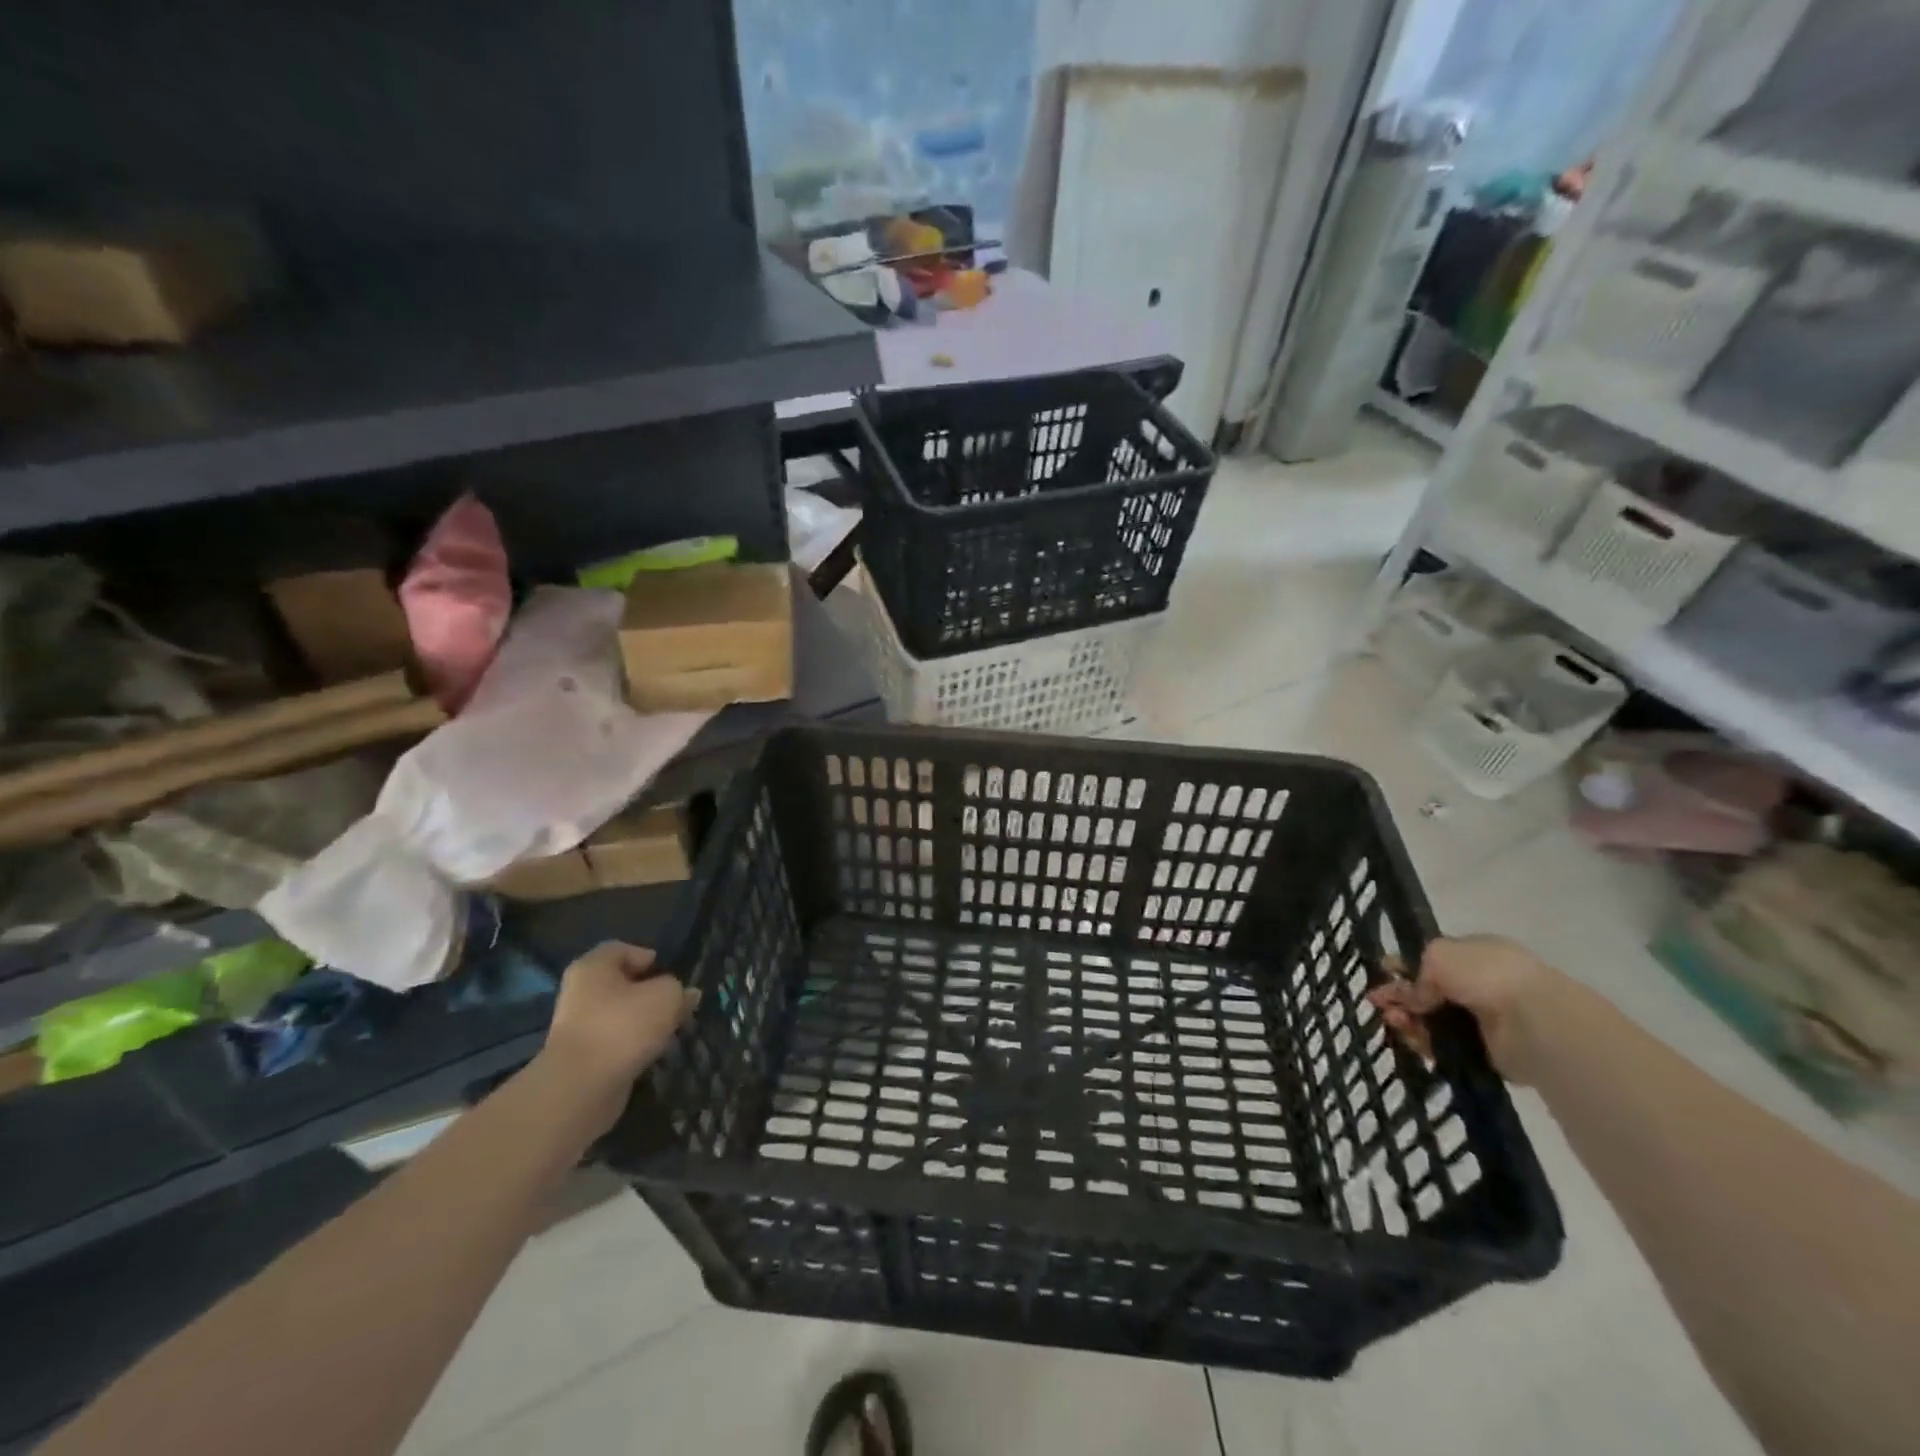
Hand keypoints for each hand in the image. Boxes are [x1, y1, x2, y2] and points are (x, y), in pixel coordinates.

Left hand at [535, 942, 698, 1131]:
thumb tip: (686, 994)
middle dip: (652, 993)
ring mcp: (579, 1027)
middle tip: (678, 1004)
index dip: (650, 958)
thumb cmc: (623, 1026)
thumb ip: (680, 990)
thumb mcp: (667, 996)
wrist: (581, 1088)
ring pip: (622, 1015)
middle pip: (623, 984)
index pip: (623, 949)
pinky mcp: (583, 1057)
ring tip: (671, 1031)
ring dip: (646, 1022)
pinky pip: (616, 1041)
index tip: (673, 975)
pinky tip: (653, 1053)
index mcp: (593, 967)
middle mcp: (580, 992)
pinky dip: (635, 1045)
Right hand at [1368, 935, 1566, 1083]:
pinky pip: (1446, 1045)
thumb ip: (1417, 972)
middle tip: (1378, 1003)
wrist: (1534, 1022)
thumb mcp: (1439, 954)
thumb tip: (1414, 997)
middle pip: (1429, 991)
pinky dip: (1426, 1042)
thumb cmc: (1486, 974)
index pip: (1433, 958)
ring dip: (1409, 1019)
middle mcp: (1480, 984)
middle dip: (1401, 996)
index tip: (1383, 973)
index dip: (1405, 965)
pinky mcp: (1486, 1051)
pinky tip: (1412, 1039)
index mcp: (1475, 953)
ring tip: (1393, 1021)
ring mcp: (1484, 1019)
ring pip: (1434, 1019)